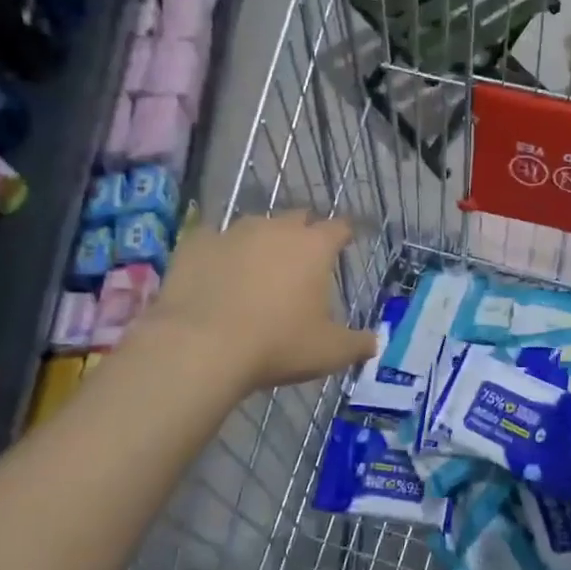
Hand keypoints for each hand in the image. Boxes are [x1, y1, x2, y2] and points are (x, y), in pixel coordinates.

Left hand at [140, 211, 377, 394]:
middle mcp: (276, 228)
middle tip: (301, 260)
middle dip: (303, 233)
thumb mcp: (328, 352)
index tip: (345, 244)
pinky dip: (220, 253)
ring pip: (256, 225)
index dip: (344, 235)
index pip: (339, 227)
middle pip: (298, 217)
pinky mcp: (196, 243)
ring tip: (257, 269)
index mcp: (314, 247)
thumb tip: (374, 342)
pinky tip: (216, 274)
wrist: (200, 347)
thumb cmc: (277, 345)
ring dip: (262, 241)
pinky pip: (214, 240)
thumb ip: (357, 344)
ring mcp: (233, 232)